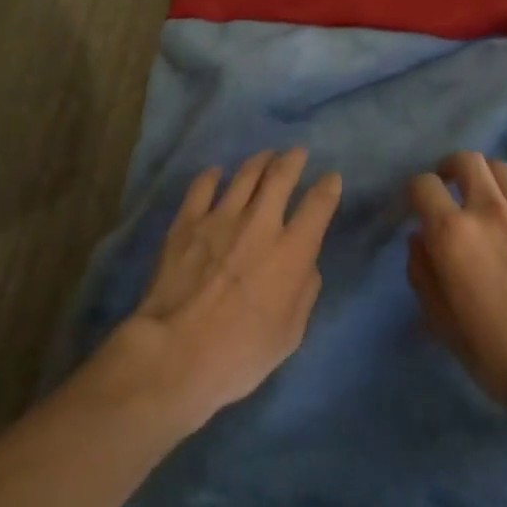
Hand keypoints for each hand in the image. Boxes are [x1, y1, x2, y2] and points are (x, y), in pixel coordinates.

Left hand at [105, 149, 340, 433]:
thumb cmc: (241, 353)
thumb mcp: (290, 334)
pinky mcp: (186, 223)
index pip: (318, 205)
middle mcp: (260, 224)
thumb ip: (304, 292)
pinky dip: (212, 176)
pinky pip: (202, 187)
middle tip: (297, 152)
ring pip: (245, 175)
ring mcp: (220, 218)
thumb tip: (306, 265)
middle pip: (281, 176)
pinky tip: (216, 173)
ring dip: (259, 161)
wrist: (176, 352)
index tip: (331, 179)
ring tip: (265, 156)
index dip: (328, 188)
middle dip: (293, 160)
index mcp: (292, 251)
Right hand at [407, 151, 506, 416]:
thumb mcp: (440, 319)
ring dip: (484, 177)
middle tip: (449, 190)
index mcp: (452, 233)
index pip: (423, 185)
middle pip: (465, 161)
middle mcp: (488, 210)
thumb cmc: (494, 350)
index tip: (418, 208)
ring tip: (484, 198)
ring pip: (500, 168)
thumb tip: (419, 237)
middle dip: (449, 170)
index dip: (415, 192)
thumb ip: (421, 269)